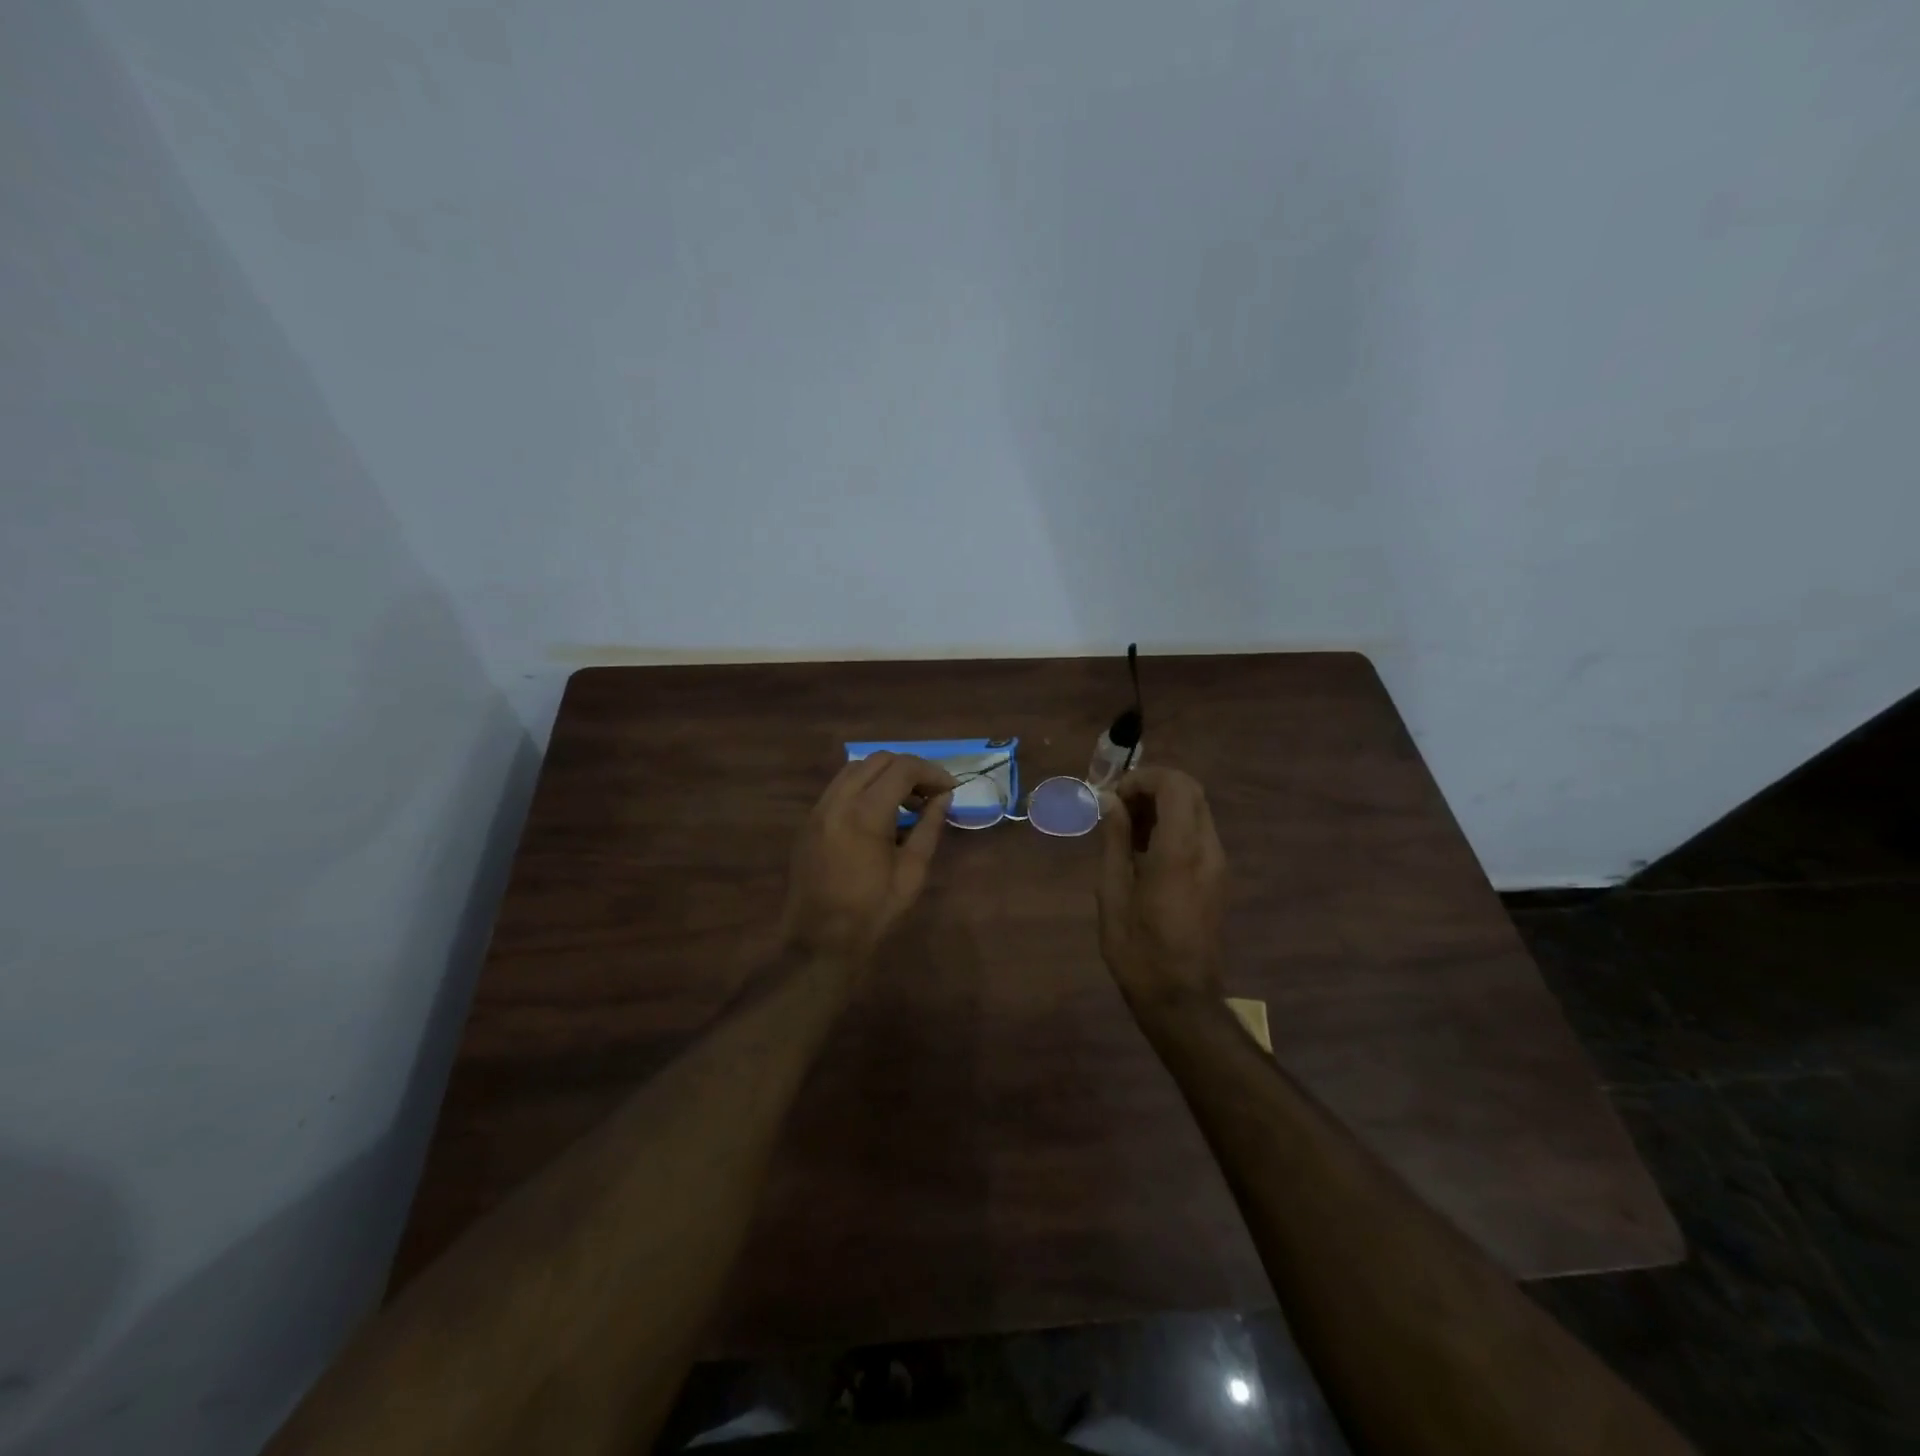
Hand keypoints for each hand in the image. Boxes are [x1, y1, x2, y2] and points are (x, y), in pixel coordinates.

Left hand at [782, 752, 957, 963]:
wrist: (819, 940)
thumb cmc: (873, 910)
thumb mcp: (912, 871)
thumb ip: (929, 827)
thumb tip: (944, 798)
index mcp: (865, 813)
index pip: (902, 768)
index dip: (931, 772)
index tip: (950, 788)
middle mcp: (837, 801)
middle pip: (878, 760)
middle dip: (909, 769)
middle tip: (931, 793)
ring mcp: (819, 809)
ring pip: (855, 769)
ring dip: (884, 775)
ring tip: (906, 802)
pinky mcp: (809, 821)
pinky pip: (839, 787)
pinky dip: (863, 787)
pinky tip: (879, 813)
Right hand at [1097, 768, 1227, 1006]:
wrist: (1182, 999)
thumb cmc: (1138, 950)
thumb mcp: (1113, 894)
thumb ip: (1114, 841)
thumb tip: (1109, 802)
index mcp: (1180, 852)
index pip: (1175, 785)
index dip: (1143, 779)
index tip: (1113, 796)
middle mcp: (1207, 850)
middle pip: (1191, 791)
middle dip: (1153, 787)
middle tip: (1118, 807)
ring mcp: (1218, 864)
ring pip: (1196, 810)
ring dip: (1163, 805)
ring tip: (1126, 829)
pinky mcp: (1219, 877)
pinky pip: (1198, 832)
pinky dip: (1173, 825)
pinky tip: (1144, 850)